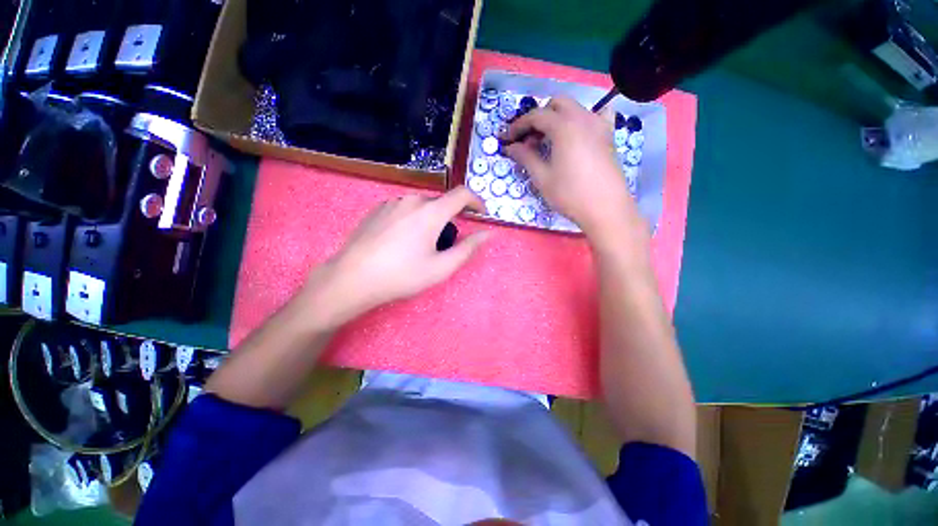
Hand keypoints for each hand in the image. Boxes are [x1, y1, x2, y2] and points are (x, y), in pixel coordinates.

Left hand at [298, 187, 490, 327]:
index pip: (462, 194)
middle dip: (450, 219)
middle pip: (441, 203)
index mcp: (431, 211)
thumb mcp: (441, 267)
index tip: (481, 214)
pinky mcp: (377, 209)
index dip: (476, 202)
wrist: (353, 278)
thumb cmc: (402, 275)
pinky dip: (412, 220)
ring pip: (422, 206)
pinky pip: (404, 209)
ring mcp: (392, 203)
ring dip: (430, 220)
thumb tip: (487, 233)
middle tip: (445, 244)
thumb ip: (468, 248)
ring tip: (420, 246)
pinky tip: (401, 242)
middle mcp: (412, 200)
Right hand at [503, 96, 645, 246]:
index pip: (536, 116)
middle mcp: (582, 117)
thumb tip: (511, 147)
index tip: (507, 139)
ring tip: (548, 141)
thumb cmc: (570, 194)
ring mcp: (599, 124)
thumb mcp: (542, 177)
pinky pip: (595, 116)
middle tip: (529, 140)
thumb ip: (525, 157)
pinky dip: (582, 119)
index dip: (518, 126)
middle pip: (556, 104)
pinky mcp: (608, 135)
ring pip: (574, 108)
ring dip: (557, 118)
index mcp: (564, 126)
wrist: (606, 209)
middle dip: (538, 117)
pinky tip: (577, 134)